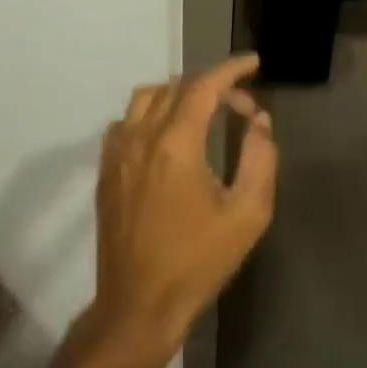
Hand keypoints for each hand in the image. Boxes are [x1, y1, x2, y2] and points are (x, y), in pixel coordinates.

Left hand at [89, 54, 277, 367]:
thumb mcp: (248, 213)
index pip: (204, 86)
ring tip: (203, 111)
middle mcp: (141, 138)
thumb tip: (258, 120)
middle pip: (176, 87)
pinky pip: (125, 122)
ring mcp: (117, 154)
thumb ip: (260, 158)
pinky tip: (166, 136)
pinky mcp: (106, 172)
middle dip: (212, 85)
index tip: (253, 62)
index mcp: (176, 144)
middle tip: (240, 105)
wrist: (139, 305)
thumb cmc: (198, 261)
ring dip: (177, 94)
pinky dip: (149, 114)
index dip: (231, 69)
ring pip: (145, 98)